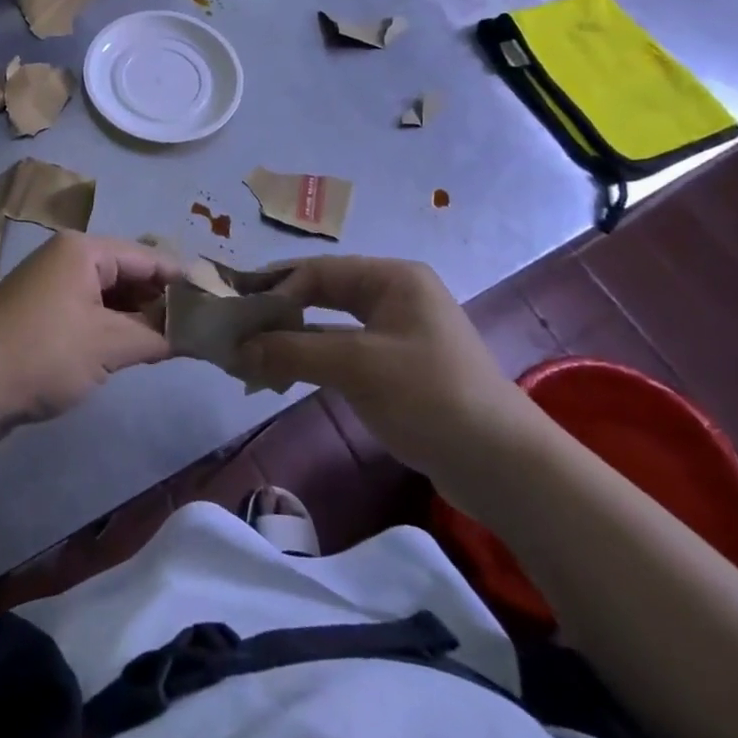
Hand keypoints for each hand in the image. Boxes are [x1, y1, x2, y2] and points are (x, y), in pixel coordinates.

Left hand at [0, 232, 176, 433]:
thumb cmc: (44, 354)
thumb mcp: (108, 345)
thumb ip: (156, 336)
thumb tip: (193, 334)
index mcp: (82, 250)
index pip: (147, 257)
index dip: (182, 281)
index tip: (216, 304)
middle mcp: (65, 258)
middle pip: (127, 273)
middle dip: (159, 301)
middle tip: (196, 329)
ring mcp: (48, 285)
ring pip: (107, 295)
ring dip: (136, 317)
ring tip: (171, 342)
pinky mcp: (37, 313)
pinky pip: (87, 311)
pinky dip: (111, 327)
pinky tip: (132, 349)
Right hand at [241, 257, 539, 479]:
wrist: (503, 466)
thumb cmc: (429, 396)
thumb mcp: (356, 367)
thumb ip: (293, 351)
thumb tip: (237, 348)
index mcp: (393, 278)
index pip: (318, 272)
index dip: (274, 289)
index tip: (234, 309)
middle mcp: (396, 295)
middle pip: (324, 294)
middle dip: (279, 311)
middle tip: (235, 325)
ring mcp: (399, 332)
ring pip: (331, 326)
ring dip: (292, 339)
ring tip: (249, 353)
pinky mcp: (400, 368)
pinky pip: (345, 353)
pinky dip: (313, 361)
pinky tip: (283, 374)